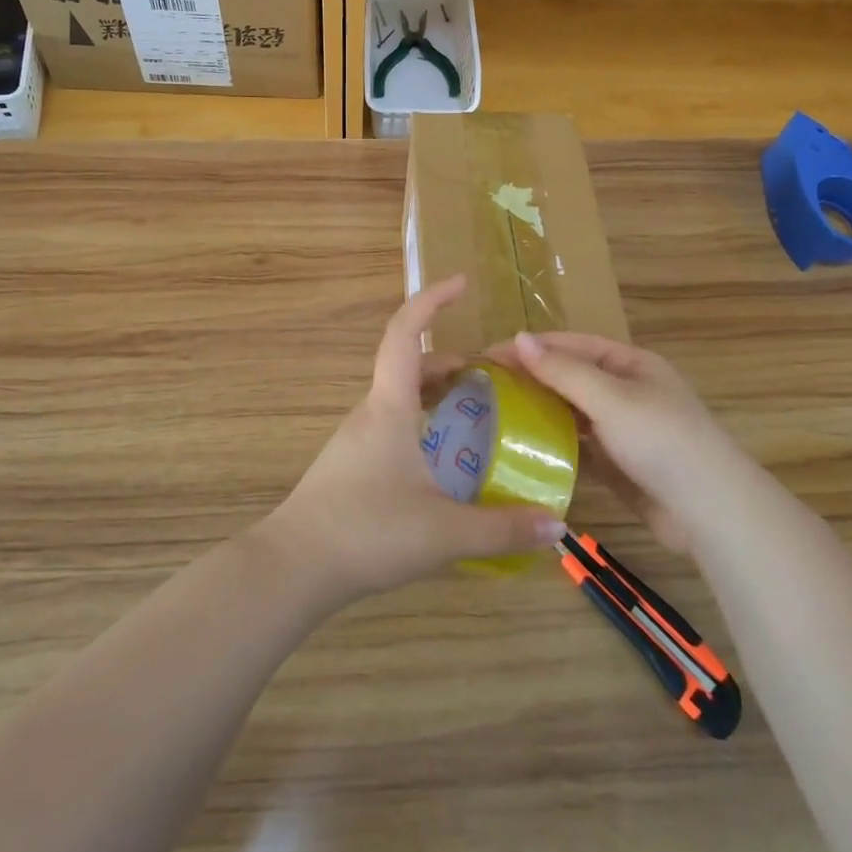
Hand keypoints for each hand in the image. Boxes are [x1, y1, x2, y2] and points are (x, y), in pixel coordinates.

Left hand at [261, 278, 566, 604]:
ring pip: (401, 397)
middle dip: (451, 361)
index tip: (461, 283)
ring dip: (437, 394)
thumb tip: (556, 525)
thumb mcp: (444, 533)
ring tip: (478, 414)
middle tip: (493, 377)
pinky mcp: (352, 463)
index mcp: (389, 407)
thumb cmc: (367, 532)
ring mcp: (357, 437)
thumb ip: (502, 528)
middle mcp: (371, 412)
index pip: (405, 333)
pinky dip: (423, 422)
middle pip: (410, 366)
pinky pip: (393, 424)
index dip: (431, 301)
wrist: (295, 567)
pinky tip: (445, 461)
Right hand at [493, 332, 740, 554]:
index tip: (487, 356)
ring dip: (539, 411)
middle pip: (569, 377)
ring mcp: (622, 430)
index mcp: (629, 364)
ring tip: (494, 415)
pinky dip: (553, 444)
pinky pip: (578, 446)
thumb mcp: (610, 398)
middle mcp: (625, 391)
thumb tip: (519, 338)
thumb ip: (562, 370)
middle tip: (483, 387)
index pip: (570, 345)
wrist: (709, 511)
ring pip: (571, 413)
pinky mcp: (618, 464)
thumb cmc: (661, 440)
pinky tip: (523, 448)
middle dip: (530, 379)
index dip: (530, 347)